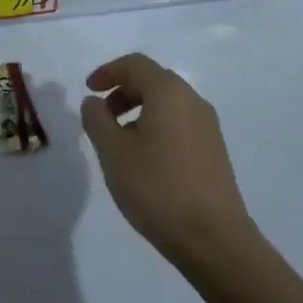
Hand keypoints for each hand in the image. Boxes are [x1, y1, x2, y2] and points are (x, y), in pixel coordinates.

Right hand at [80, 53, 256, 273]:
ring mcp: (208, 126)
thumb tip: (94, 102)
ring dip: (139, 111)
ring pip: (167, 104)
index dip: (108, 72)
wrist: (213, 238)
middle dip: (123, 91)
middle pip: (153, 81)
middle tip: (101, 116)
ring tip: (118, 142)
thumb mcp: (113, 152)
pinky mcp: (214, 151)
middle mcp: (193, 101)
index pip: (135, 64)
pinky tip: (144, 160)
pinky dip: (156, 127)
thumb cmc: (157, 187)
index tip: (88, 91)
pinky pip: (179, 124)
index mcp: (169, 92)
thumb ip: (97, 120)